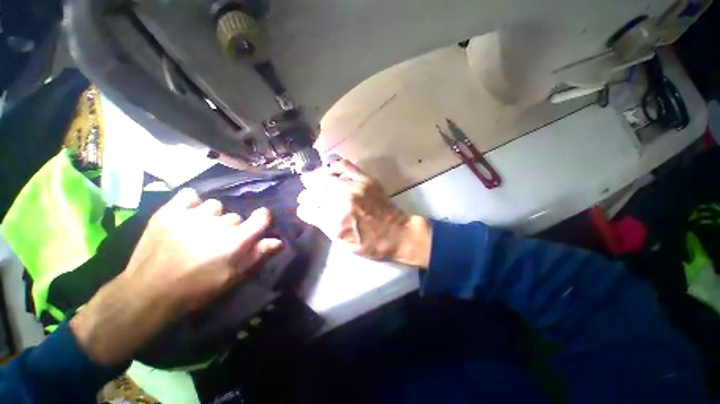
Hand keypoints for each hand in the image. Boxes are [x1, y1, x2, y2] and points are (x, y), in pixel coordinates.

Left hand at [123, 188, 281, 310]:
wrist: (149, 291)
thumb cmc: (197, 288)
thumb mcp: (233, 276)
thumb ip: (257, 255)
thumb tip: (278, 241)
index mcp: (236, 240)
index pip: (262, 217)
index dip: (262, 218)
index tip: (257, 224)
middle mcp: (219, 223)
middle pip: (235, 216)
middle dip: (231, 227)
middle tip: (217, 241)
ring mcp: (193, 215)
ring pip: (214, 205)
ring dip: (211, 216)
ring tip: (198, 229)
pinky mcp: (170, 211)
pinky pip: (189, 195)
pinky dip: (191, 203)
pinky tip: (187, 214)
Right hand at [297, 159, 430, 267]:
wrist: (397, 233)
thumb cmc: (370, 245)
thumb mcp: (343, 245)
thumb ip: (326, 227)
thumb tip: (313, 212)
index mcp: (334, 224)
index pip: (307, 210)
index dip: (304, 209)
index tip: (305, 208)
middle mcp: (341, 204)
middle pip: (313, 193)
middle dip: (306, 195)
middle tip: (306, 195)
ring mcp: (353, 189)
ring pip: (324, 178)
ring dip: (315, 179)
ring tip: (312, 180)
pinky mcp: (365, 180)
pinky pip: (344, 166)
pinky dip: (334, 166)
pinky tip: (331, 170)